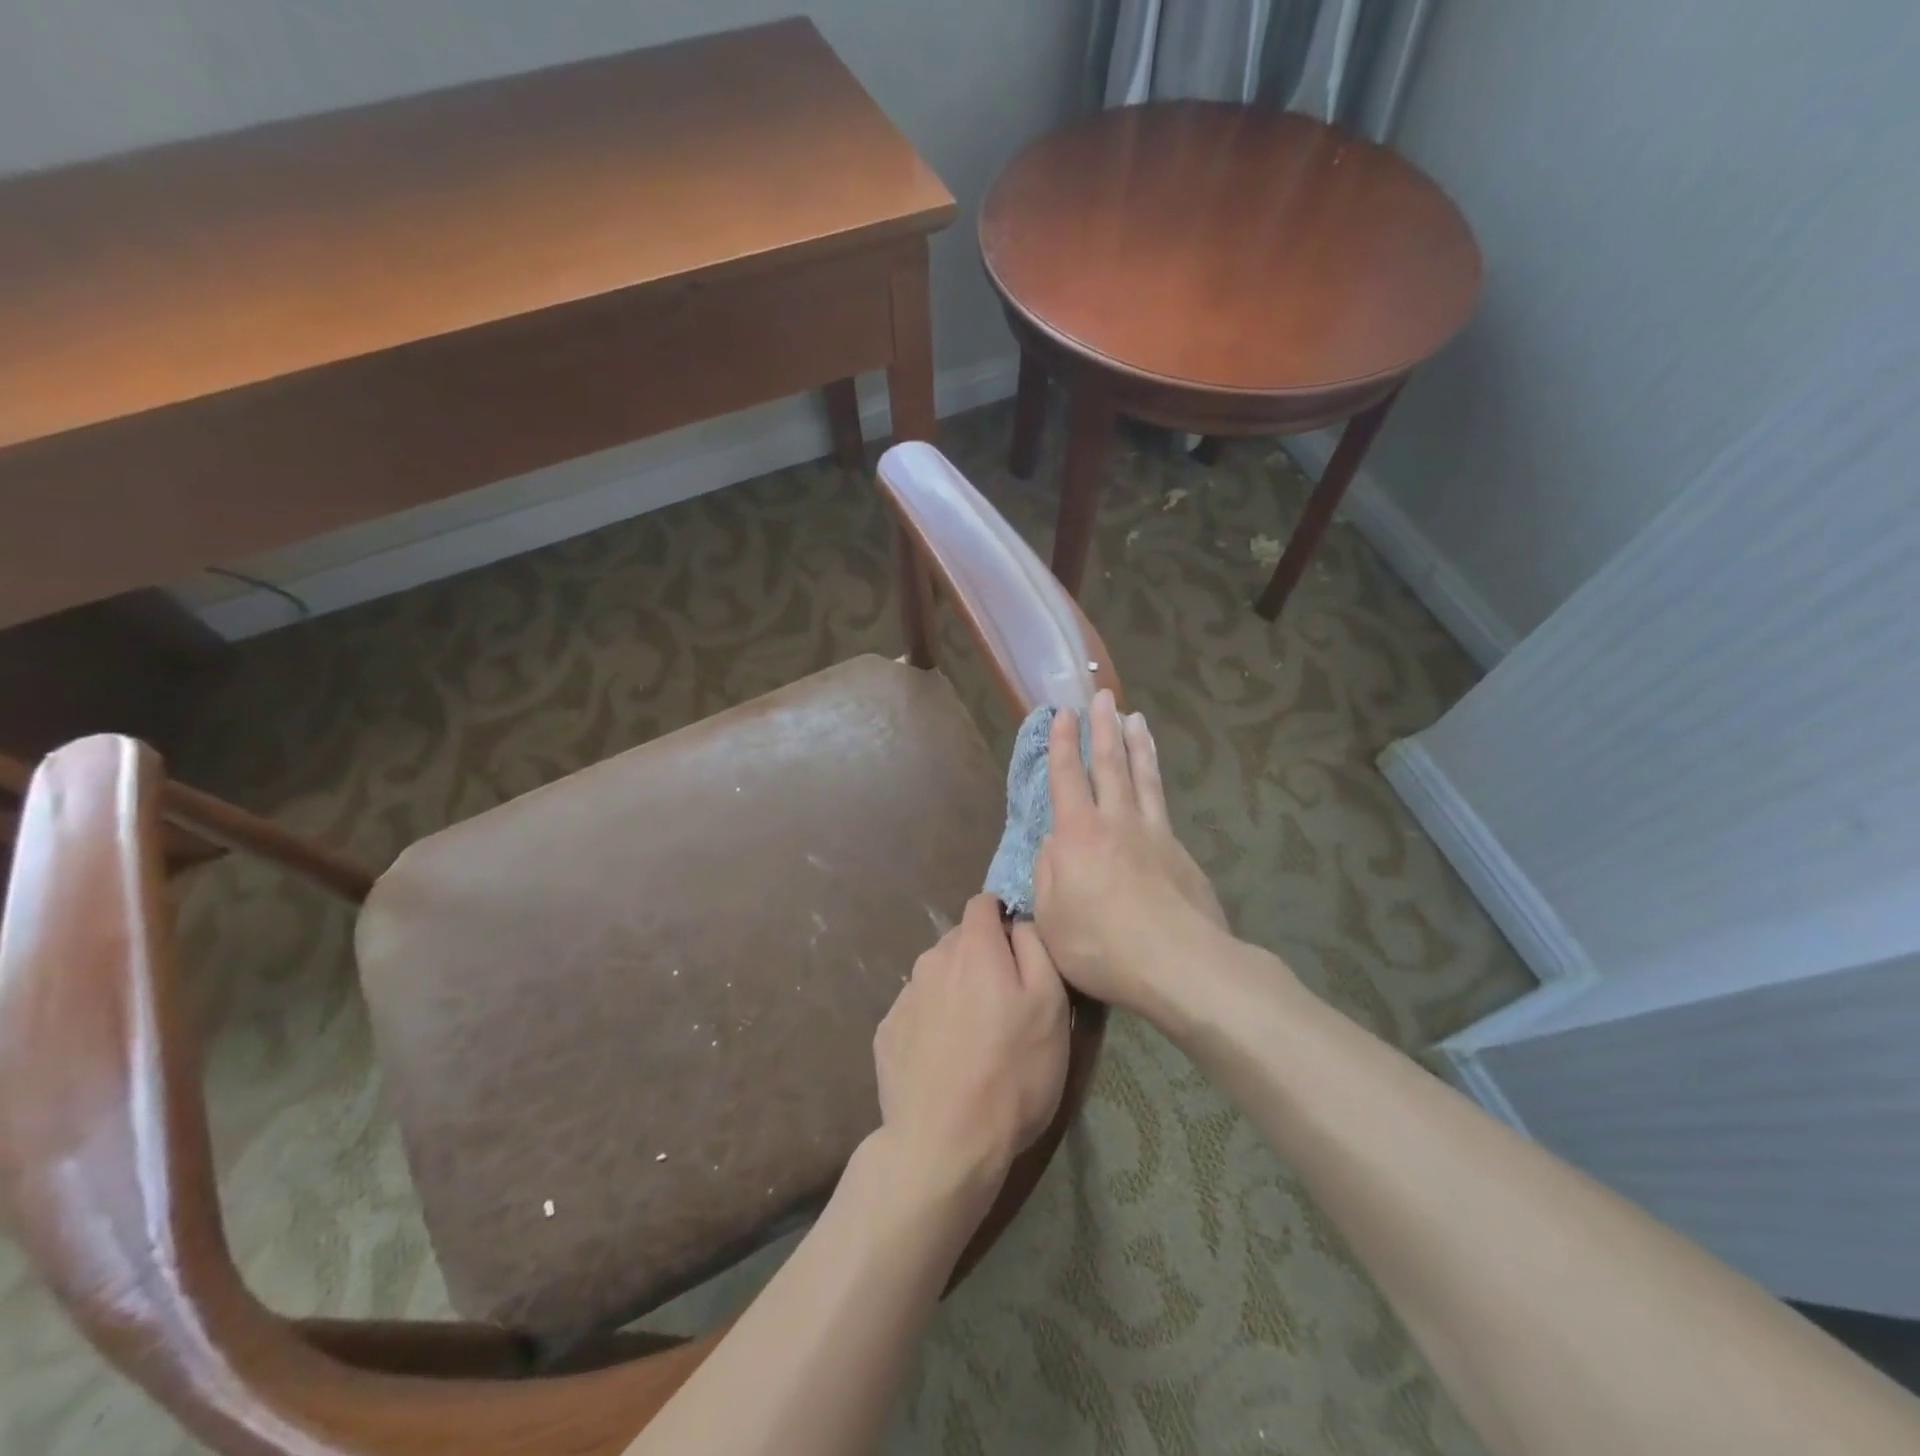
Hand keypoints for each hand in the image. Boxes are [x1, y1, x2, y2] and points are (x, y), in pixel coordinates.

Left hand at [872, 894, 1069, 1200]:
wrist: (944, 1143)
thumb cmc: (1012, 1072)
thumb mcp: (1051, 1007)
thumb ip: (1036, 949)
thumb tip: (1019, 923)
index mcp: (973, 947)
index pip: (983, 903)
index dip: (1003, 919)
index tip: (1019, 951)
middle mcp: (931, 960)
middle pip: (960, 941)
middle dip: (982, 958)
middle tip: (1004, 1004)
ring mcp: (904, 996)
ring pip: (937, 975)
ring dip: (956, 990)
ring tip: (975, 1037)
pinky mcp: (885, 1032)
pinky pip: (917, 1010)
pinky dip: (933, 1022)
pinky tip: (945, 1060)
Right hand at [1033, 691, 1228, 1018]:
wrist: (1180, 965)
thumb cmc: (1101, 945)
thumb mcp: (1051, 918)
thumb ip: (1048, 873)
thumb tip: (1054, 843)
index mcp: (1079, 835)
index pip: (1066, 777)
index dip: (1062, 743)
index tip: (1063, 712)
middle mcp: (1117, 822)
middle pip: (1109, 764)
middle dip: (1103, 727)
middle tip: (1102, 696)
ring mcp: (1155, 834)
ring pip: (1144, 777)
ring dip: (1136, 744)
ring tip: (1135, 718)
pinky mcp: (1181, 852)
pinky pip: (1163, 805)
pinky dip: (1156, 782)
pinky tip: (1155, 782)